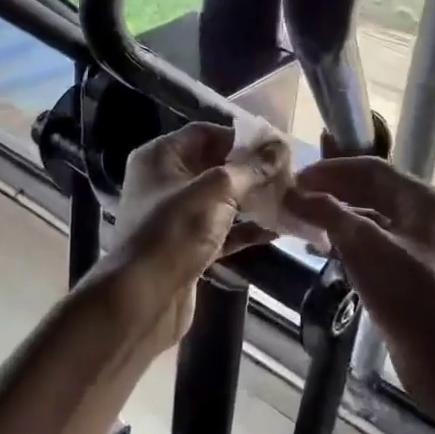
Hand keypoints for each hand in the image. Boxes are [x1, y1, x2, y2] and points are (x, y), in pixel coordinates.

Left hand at [93, 122, 288, 350]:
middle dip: (252, 171)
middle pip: (215, 166)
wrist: (143, 300)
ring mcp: (175, 217)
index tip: (277, 147)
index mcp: (160, 157)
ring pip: (221, 200)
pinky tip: (278, 230)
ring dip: (254, 201)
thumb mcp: (216, 191)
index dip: (241, 138)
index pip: (205, 134)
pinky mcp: (187, 247)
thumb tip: (281, 148)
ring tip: (292, 200)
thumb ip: (250, 168)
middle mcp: (165, 182)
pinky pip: (222, 230)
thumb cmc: (174, 232)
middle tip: (291, 175)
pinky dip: (246, 229)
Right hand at [286, 158, 434, 354]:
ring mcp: (419, 243)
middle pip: (371, 189)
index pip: (370, 168)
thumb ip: (328, 213)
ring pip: (371, 217)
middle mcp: (424, 214)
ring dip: (337, 216)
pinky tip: (323, 249)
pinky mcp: (410, 270)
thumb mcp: (365, 246)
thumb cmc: (409, 292)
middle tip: (294, 199)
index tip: (295, 179)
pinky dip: (347, 240)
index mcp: (423, 198)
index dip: (330, 170)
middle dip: (332, 191)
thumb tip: (291, 193)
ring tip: (302, 222)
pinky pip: (373, 242)